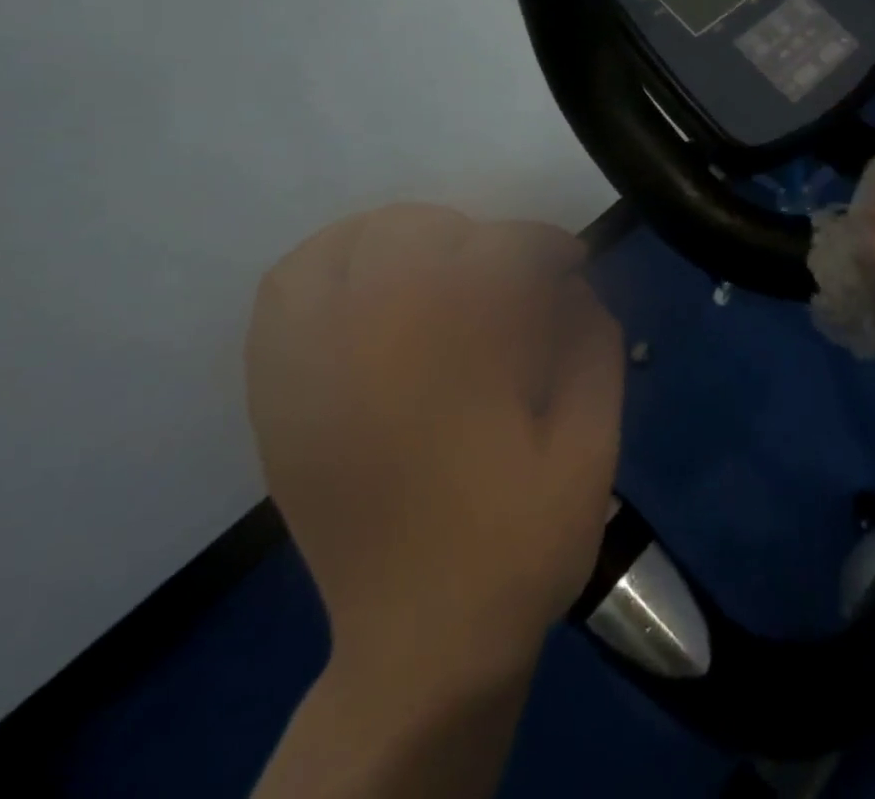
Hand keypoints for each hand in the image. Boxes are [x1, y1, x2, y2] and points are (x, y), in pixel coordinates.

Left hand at [245, 204, 624, 704]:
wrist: (422, 642)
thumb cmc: (519, 541)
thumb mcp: (591, 445)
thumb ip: (593, 350)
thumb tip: (577, 290)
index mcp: (453, 361)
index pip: (497, 250)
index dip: (544, 243)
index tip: (572, 261)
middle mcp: (368, 350)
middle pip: (410, 232)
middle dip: (475, 235)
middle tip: (511, 274)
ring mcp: (311, 373)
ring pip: (334, 250)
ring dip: (394, 237)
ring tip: (439, 264)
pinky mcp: (280, 400)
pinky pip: (283, 296)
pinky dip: (327, 266)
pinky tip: (371, 289)